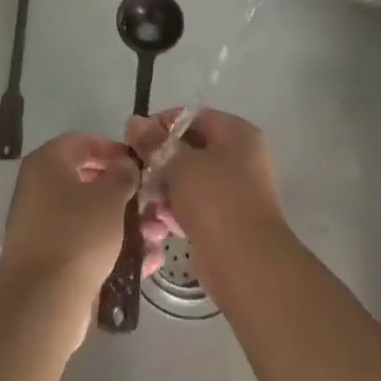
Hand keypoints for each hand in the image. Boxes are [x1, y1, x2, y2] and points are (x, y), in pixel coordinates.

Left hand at [0, 132, 165, 349]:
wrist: (43, 303)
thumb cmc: (78, 235)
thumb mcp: (110, 197)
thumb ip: (122, 174)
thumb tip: (125, 165)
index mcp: (47, 164)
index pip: (82, 142)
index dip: (112, 148)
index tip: (139, 162)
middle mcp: (39, 190)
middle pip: (88, 180)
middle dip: (124, 190)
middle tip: (151, 198)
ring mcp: (43, 226)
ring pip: (91, 215)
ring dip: (125, 222)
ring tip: (157, 233)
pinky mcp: (51, 259)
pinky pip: (87, 243)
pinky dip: (114, 247)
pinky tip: (146, 259)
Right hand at [127, 107, 282, 248]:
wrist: (246, 264)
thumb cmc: (215, 200)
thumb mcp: (179, 163)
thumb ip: (154, 142)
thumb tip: (133, 121)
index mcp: (237, 134)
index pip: (193, 117)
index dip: (162, 124)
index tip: (135, 139)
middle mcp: (240, 158)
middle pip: (190, 149)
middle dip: (159, 160)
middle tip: (134, 171)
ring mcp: (234, 191)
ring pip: (189, 180)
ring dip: (163, 188)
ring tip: (141, 199)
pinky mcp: (225, 221)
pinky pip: (194, 206)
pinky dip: (174, 211)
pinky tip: (154, 221)